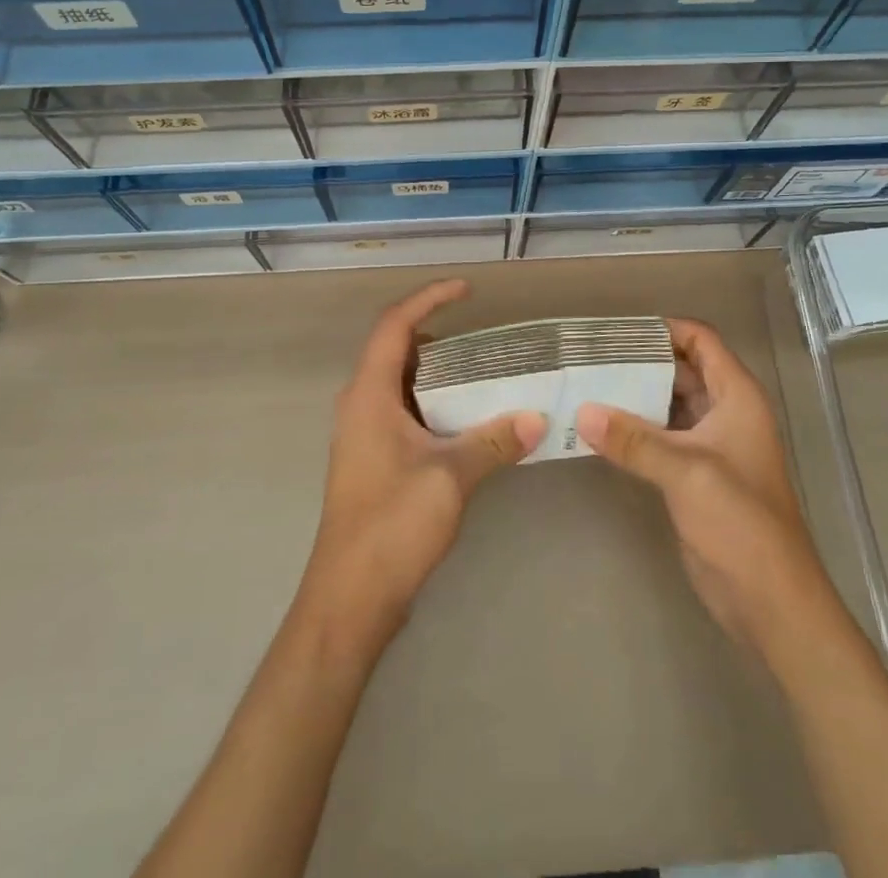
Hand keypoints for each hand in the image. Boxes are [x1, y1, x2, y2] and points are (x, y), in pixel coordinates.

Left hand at [302, 279, 545, 646]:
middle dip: (440, 336)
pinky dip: (436, 403)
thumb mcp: (452, 476)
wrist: (350, 598)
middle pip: (398, 349)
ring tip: (486, 375)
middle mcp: (361, 404)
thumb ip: (495, 441)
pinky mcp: (374, 458)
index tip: (467, 290)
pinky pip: (405, 411)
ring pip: (403, 382)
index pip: (395, 325)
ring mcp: (365, 433)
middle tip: (486, 341)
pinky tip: (470, 421)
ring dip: (440, 373)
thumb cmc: (393, 524)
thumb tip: (538, 417)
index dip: (429, 298)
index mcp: (369, 394)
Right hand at [576, 318, 830, 661]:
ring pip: (668, 404)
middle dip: (640, 362)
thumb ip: (633, 440)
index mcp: (737, 396)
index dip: (664, 329)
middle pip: (681, 369)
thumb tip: (582, 413)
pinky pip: (661, 437)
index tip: (618, 331)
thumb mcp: (686, 471)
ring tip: (586, 387)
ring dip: (634, 397)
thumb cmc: (740, 521)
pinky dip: (634, 430)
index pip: (701, 340)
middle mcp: (725, 412)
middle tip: (590, 358)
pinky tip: (599, 430)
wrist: (770, 600)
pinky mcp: (693, 475)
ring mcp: (709, 444)